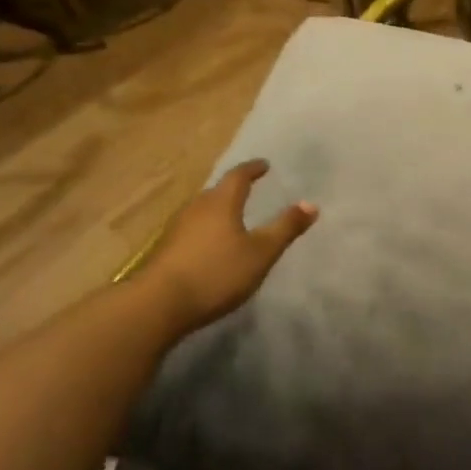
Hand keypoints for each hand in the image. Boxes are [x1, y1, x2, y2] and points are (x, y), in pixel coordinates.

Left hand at [140, 160, 316, 336]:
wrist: (158, 304)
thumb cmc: (216, 272)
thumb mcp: (261, 253)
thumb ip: (286, 228)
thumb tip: (311, 204)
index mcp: (221, 202)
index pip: (238, 176)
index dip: (253, 169)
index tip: (264, 165)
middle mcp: (196, 208)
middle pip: (217, 192)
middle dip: (234, 189)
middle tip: (250, 190)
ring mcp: (177, 228)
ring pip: (202, 210)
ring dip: (219, 210)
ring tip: (233, 217)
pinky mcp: (166, 249)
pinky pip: (192, 229)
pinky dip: (206, 229)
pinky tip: (211, 245)